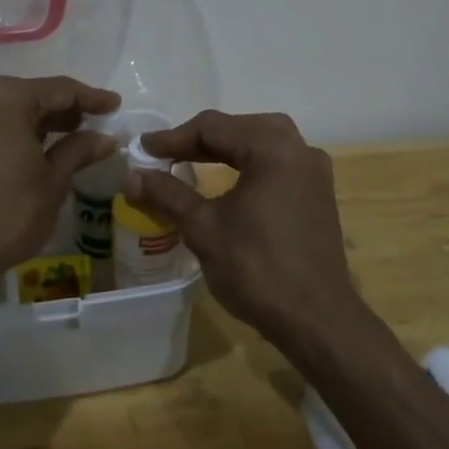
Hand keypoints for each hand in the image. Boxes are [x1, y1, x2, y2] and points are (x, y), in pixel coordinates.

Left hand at [0, 75, 121, 295]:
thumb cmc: (8, 213)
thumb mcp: (53, 180)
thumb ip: (80, 150)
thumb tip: (106, 138)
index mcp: (7, 97)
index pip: (61, 90)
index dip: (92, 98)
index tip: (115, 105)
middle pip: (35, 95)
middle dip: (67, 109)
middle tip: (98, 122)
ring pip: (14, 110)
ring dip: (44, 121)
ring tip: (76, 135)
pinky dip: (21, 131)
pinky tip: (42, 146)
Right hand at [122, 110, 354, 339]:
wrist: (316, 320)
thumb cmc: (257, 269)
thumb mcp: (203, 228)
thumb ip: (167, 194)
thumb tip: (130, 176)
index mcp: (273, 148)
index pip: (214, 127)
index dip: (173, 137)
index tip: (142, 150)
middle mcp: (299, 149)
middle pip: (240, 127)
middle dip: (200, 139)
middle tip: (165, 155)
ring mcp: (314, 171)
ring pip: (262, 141)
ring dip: (226, 148)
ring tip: (192, 160)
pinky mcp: (318, 193)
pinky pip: (278, 162)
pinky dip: (249, 162)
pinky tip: (230, 180)